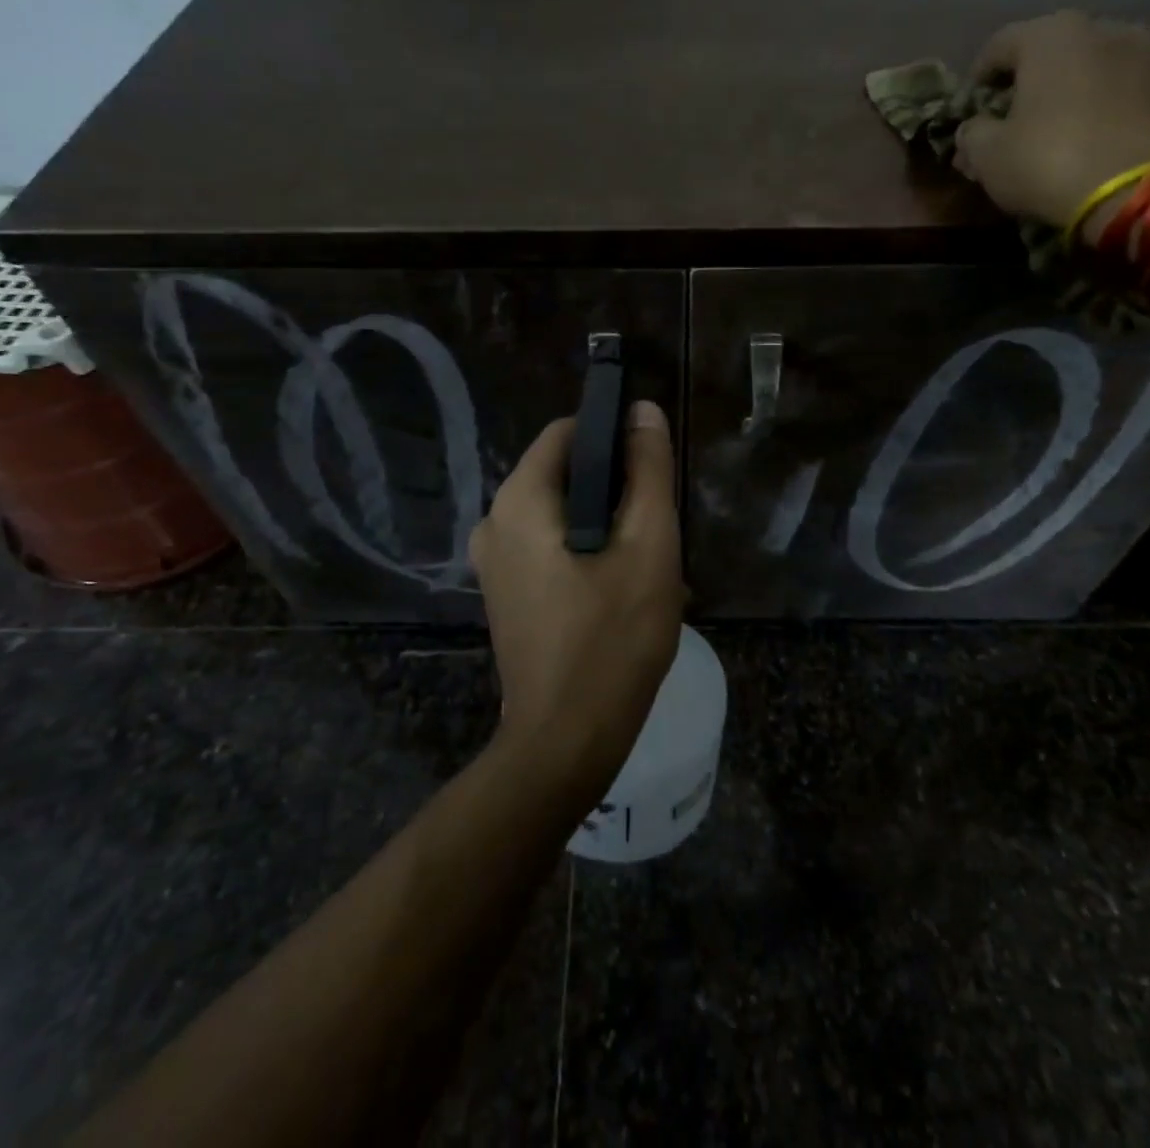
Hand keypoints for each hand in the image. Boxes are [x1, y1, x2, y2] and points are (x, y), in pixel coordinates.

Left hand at [470, 401, 684, 795]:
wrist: (566, 740)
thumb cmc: (613, 638)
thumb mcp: (648, 546)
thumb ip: (648, 471)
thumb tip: (642, 411)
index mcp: (519, 500)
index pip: (567, 432)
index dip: (614, 437)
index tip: (652, 468)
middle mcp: (494, 522)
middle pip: (564, 475)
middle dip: (615, 491)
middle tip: (655, 529)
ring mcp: (493, 562)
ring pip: (561, 515)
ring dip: (606, 528)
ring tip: (645, 565)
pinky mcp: (505, 594)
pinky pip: (548, 548)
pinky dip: (585, 553)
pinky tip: (619, 591)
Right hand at [954, 11, 1149, 228]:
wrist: (1147, 191)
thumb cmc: (1051, 162)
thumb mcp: (989, 157)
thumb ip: (972, 135)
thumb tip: (971, 129)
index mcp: (1051, 35)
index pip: (998, 45)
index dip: (978, 78)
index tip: (971, 109)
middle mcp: (1105, 27)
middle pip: (1054, 51)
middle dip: (1031, 82)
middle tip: (1016, 121)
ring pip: (1097, 67)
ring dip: (1076, 92)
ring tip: (1063, 130)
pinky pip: (1132, 91)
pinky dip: (1112, 108)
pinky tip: (1101, 140)